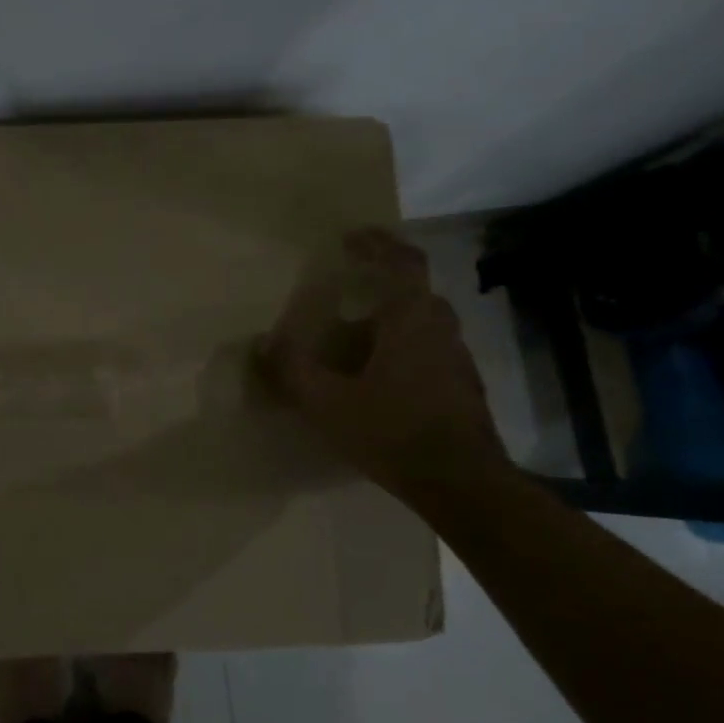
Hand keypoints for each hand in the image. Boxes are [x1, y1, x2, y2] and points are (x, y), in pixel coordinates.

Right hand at [262, 229, 505, 494]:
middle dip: (380, 285)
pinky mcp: (462, 388)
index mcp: (412, 319)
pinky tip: (376, 379)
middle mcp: (442, 329)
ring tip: (353, 339)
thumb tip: (260, 343)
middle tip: (345, 291)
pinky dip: (401, 350)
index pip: (403, 262)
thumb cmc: (393, 432)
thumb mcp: (328, 403)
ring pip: (422, 324)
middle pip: (414, 292)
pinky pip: (428, 352)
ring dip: (390, 321)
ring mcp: (458, 359)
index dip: (378, 244)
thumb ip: (291, 370)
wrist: (462, 484)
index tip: (351, 237)